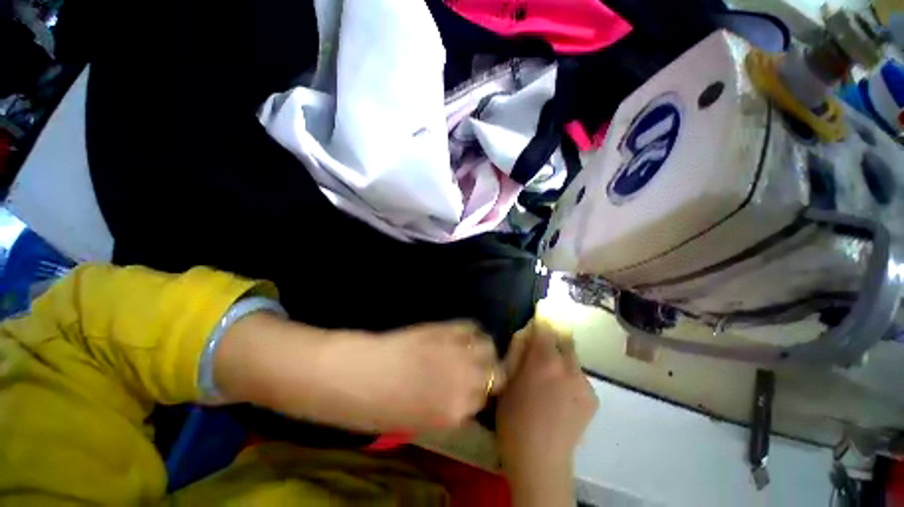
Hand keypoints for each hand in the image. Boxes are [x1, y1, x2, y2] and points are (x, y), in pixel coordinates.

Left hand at [327, 321, 505, 431]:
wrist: (355, 374)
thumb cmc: (377, 406)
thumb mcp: (415, 422)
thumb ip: (445, 410)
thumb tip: (461, 397)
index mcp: (454, 412)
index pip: (483, 400)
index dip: (476, 393)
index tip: (469, 387)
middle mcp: (463, 381)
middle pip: (495, 374)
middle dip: (488, 372)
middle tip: (474, 368)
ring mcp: (455, 351)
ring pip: (488, 347)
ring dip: (483, 349)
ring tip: (471, 347)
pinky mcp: (444, 329)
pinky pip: (470, 327)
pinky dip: (470, 330)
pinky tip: (461, 334)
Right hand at [496, 320, 598, 505]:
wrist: (540, 460)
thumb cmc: (513, 418)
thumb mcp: (506, 379)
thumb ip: (517, 350)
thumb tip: (526, 331)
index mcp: (544, 360)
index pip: (546, 326)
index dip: (542, 318)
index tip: (540, 312)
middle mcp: (569, 366)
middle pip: (564, 338)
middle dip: (553, 336)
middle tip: (542, 346)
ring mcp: (584, 382)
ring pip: (572, 358)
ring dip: (561, 358)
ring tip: (549, 376)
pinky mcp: (593, 398)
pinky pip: (579, 376)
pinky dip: (569, 376)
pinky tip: (560, 395)